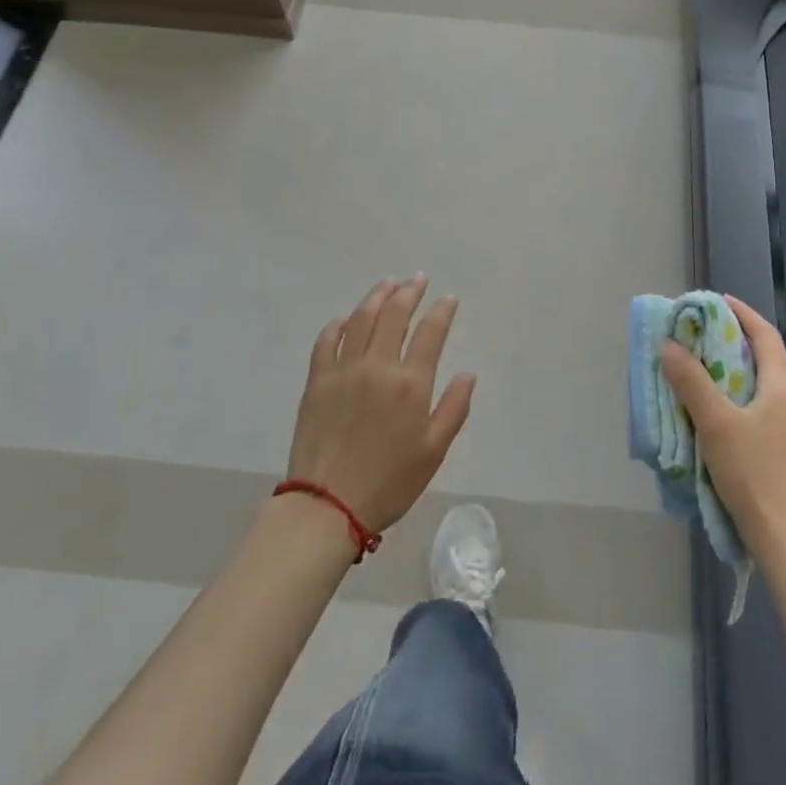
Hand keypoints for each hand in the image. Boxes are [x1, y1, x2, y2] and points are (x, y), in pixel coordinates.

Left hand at [285, 276, 475, 535]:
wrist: (328, 505)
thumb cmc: (389, 483)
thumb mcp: (434, 451)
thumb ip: (454, 408)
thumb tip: (468, 373)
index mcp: (410, 384)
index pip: (430, 333)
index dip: (442, 311)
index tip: (448, 299)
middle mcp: (378, 366)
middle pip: (394, 315)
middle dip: (409, 292)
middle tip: (418, 279)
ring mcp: (343, 370)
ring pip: (361, 319)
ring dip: (377, 297)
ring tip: (388, 284)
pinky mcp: (317, 380)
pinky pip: (327, 340)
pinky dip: (339, 324)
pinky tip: (347, 318)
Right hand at [661, 295, 785, 564]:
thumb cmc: (753, 474)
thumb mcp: (715, 423)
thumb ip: (692, 382)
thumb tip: (670, 346)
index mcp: (784, 387)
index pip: (766, 336)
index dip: (743, 314)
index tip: (718, 302)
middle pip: (774, 358)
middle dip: (744, 340)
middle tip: (711, 335)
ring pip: (773, 385)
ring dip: (747, 370)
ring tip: (715, 371)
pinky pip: (773, 408)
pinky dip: (751, 396)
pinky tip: (730, 414)